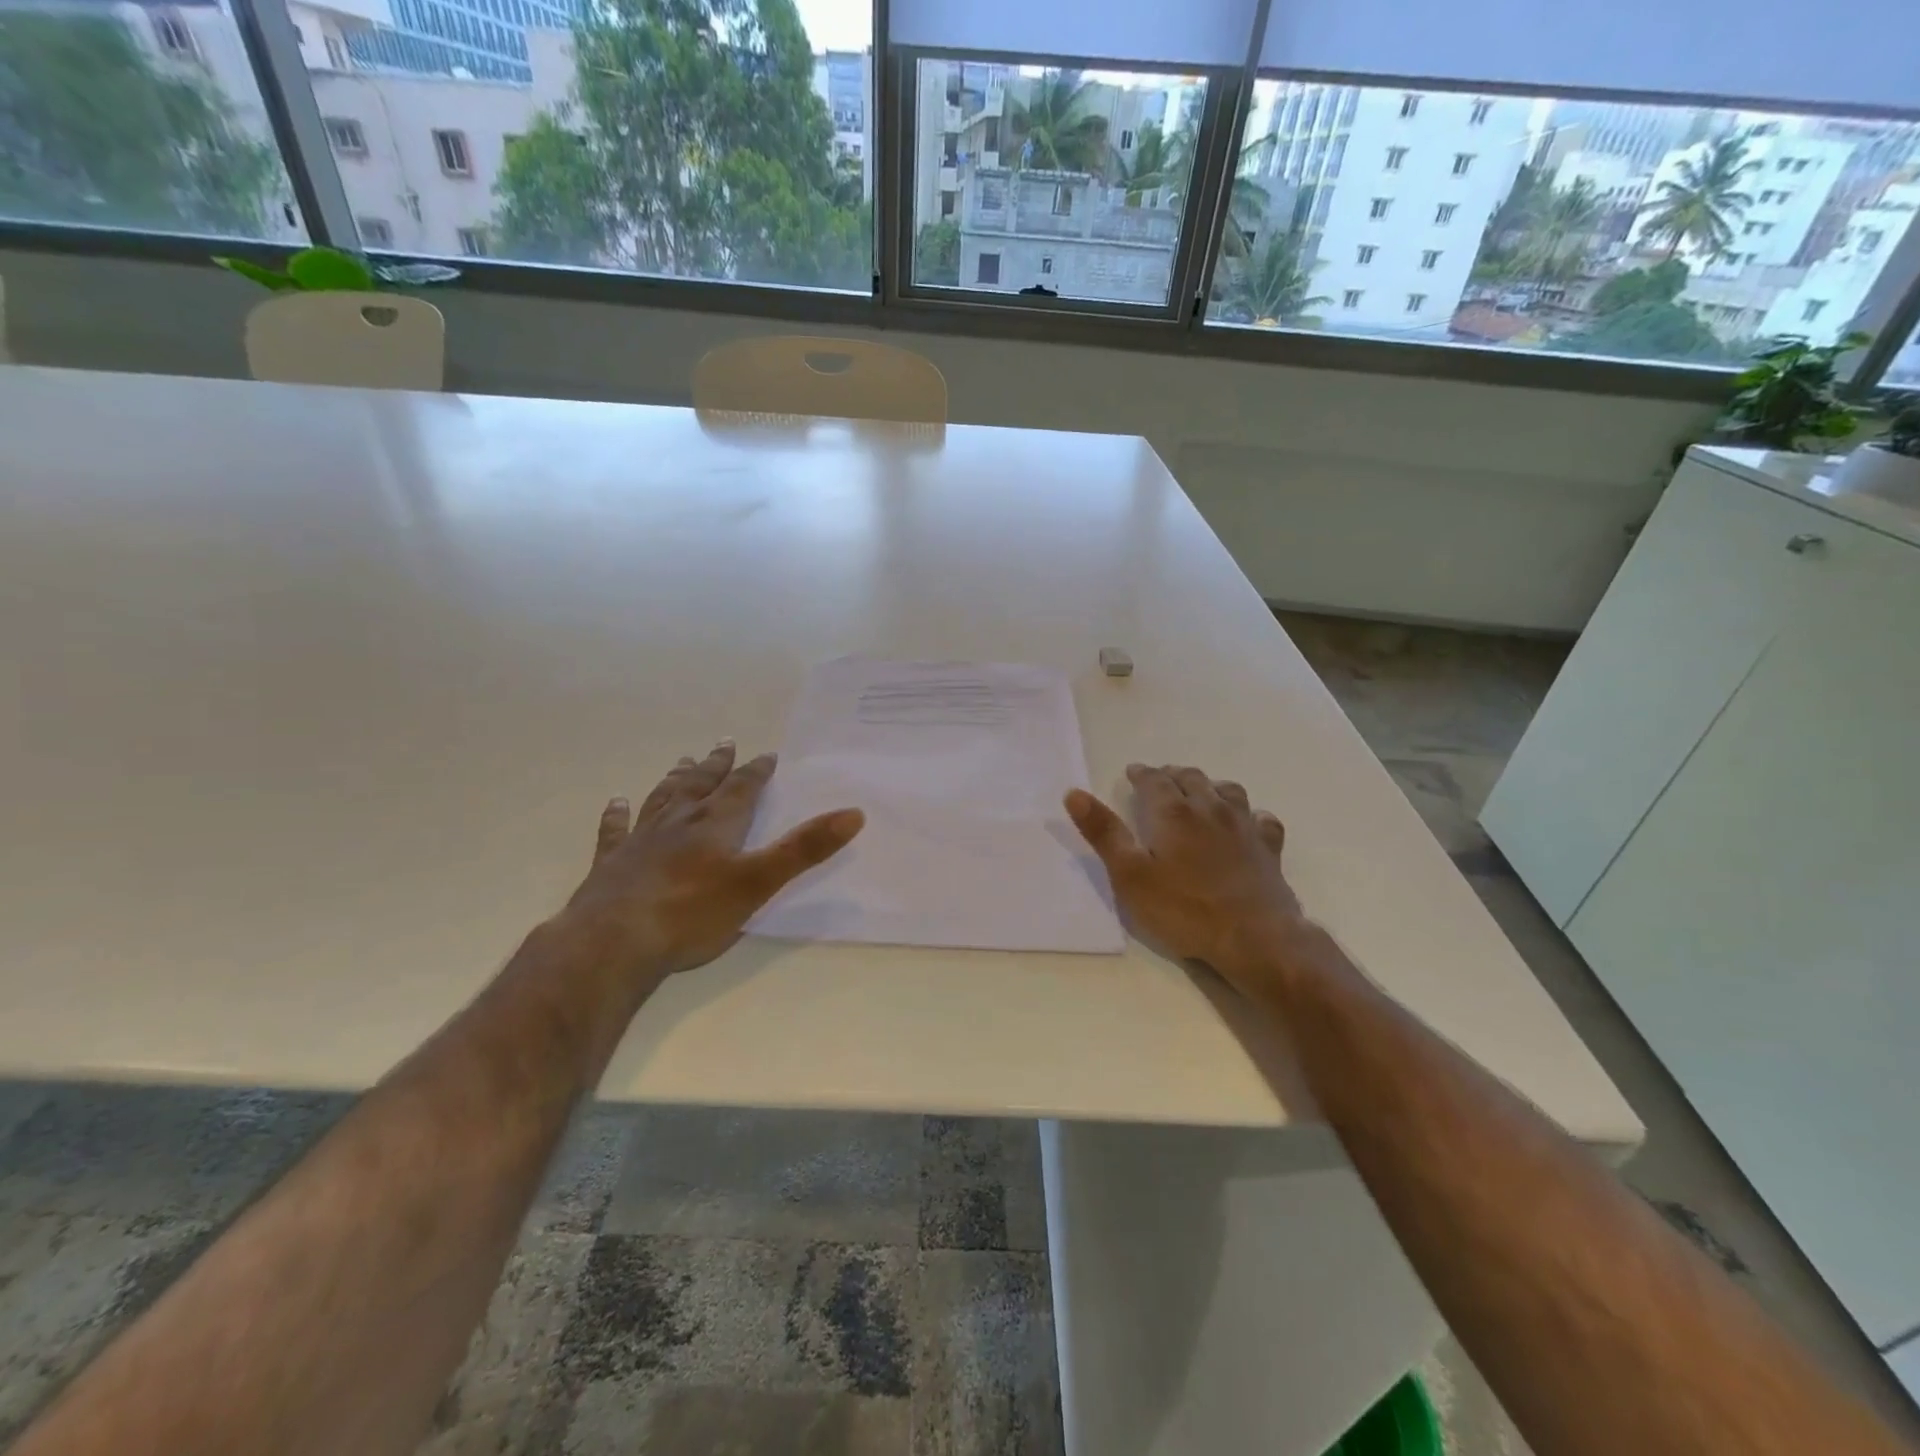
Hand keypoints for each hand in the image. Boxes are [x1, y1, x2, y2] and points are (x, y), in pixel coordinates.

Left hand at [560, 741, 863, 978]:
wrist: (612, 943)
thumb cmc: (692, 913)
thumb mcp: (759, 882)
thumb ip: (805, 849)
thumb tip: (853, 813)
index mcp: (715, 825)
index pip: (742, 789)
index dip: (756, 771)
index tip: (767, 755)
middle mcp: (678, 823)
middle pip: (700, 785)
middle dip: (716, 766)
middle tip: (724, 744)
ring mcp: (640, 842)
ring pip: (661, 800)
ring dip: (675, 780)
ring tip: (682, 762)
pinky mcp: (610, 865)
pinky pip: (615, 831)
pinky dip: (617, 815)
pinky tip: (616, 803)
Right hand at [1065, 763, 1307, 990]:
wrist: (1254, 938)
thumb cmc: (1184, 908)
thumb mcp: (1130, 875)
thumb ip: (1104, 832)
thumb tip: (1074, 793)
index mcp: (1174, 813)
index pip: (1154, 780)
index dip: (1141, 774)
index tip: (1132, 772)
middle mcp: (1210, 809)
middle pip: (1191, 779)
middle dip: (1172, 775)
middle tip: (1160, 779)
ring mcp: (1244, 827)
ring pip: (1227, 791)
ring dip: (1209, 786)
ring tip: (1200, 792)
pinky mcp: (1268, 849)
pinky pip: (1261, 819)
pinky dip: (1250, 814)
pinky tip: (1247, 822)